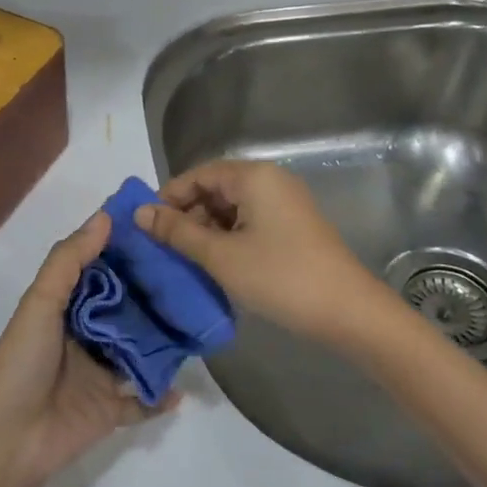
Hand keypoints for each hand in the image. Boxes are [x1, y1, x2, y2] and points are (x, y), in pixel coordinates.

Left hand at [0, 212, 168, 486]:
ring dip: (163, 342)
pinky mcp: (110, 410)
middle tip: (193, 275)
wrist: (9, 440)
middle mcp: (84, 338)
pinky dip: (161, 396)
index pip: (100, 276)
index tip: (160, 234)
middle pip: (125, 313)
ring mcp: (99, 375)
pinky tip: (185, 386)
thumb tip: (105, 217)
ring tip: (198, 322)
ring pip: (139, 353)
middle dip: (153, 297)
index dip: (124, 256)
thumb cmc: (21, 365)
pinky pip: (143, 401)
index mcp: (63, 311)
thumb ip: (69, 261)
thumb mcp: (39, 304)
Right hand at [135, 160, 389, 348]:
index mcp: (254, 177)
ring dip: (206, 229)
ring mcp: (285, 204)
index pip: (198, 174)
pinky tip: (216, 264)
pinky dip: (228, 238)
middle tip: (164, 247)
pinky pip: (250, 222)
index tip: (147, 227)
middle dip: (187, 214)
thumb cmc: (279, 277)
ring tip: (186, 259)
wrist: (347, 312)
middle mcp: (271, 181)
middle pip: (215, 188)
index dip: (168, 197)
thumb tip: (139, 213)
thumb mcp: (220, 255)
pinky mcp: (293, 227)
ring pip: (232, 208)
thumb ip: (176, 231)